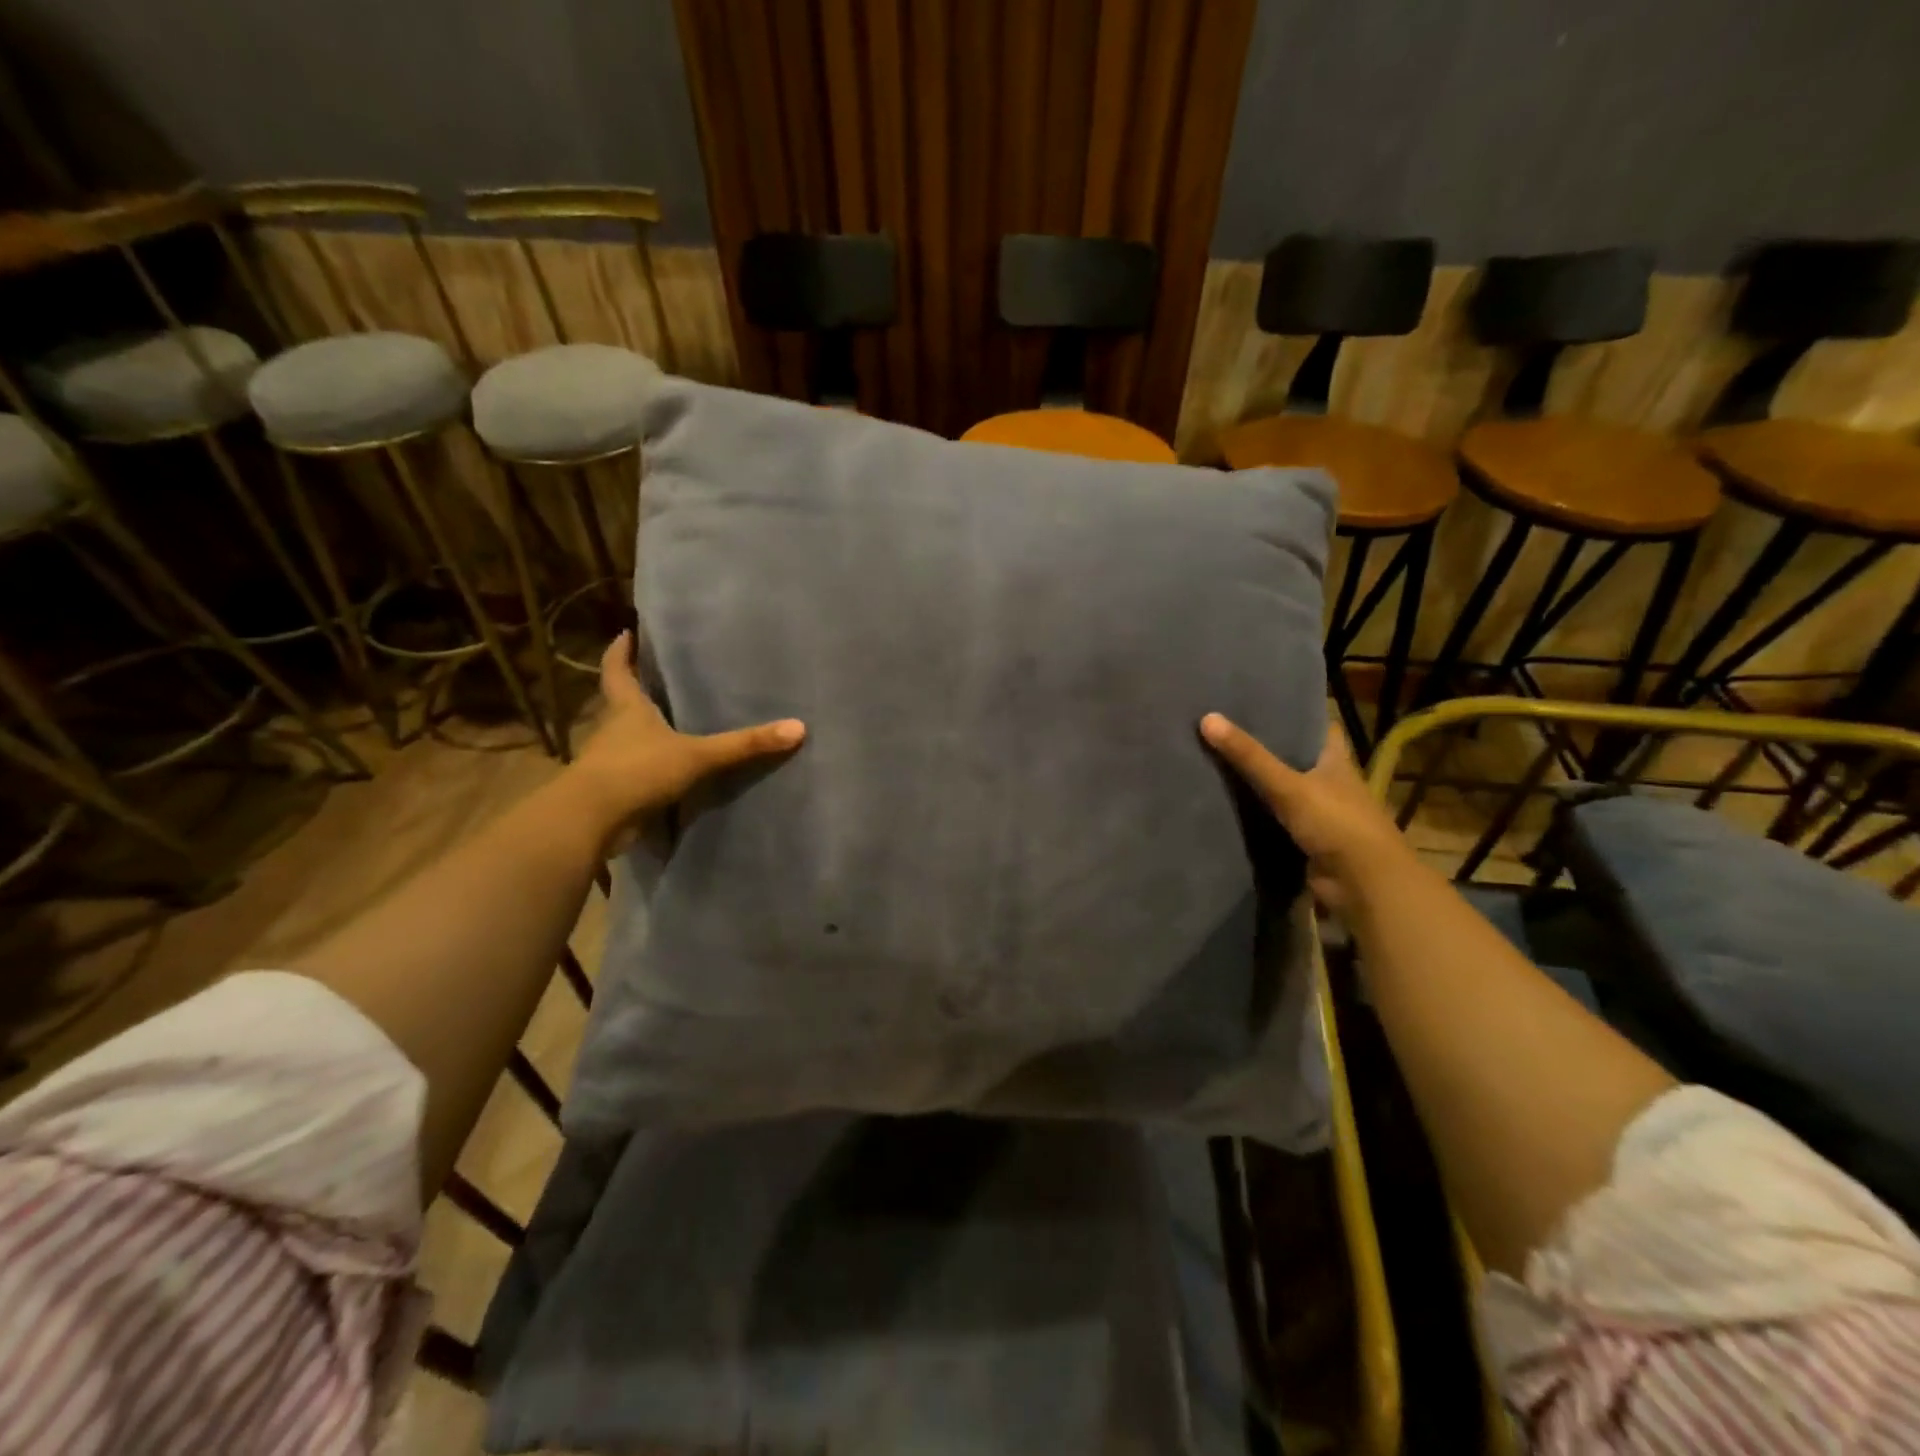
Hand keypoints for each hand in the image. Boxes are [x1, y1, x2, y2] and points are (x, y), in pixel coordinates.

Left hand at [564, 632, 804, 851]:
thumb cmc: (638, 770)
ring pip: (627, 737)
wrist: (592, 820)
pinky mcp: (614, 789)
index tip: (626, 633)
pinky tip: (672, 768)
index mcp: (626, 708)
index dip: (621, 651)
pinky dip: (650, 766)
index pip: (618, 670)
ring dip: (644, 730)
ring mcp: (611, 760)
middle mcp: (613, 728)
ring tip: (674, 721)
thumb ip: (744, 745)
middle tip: (662, 676)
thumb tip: (797, 728)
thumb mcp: (698, 755)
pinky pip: (636, 770)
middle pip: (621, 701)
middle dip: (637, 689)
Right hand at [1200, 715, 1410, 911]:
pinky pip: (1276, 821)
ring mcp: (1320, 814)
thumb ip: (1249, 756)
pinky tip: (1228, 805)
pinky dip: (1257, 815)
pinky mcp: (1307, 841)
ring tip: (1218, 762)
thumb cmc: (1336, 823)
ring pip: (1285, 791)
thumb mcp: (1288, 785)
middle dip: (1269, 748)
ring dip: (1260, 783)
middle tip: (1228, 731)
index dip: (1297, 714)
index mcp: (1336, 762)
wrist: (1363, 885)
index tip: (1264, 702)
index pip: (1319, 727)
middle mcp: (1331, 784)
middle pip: (1297, 758)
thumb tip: (1206, 718)